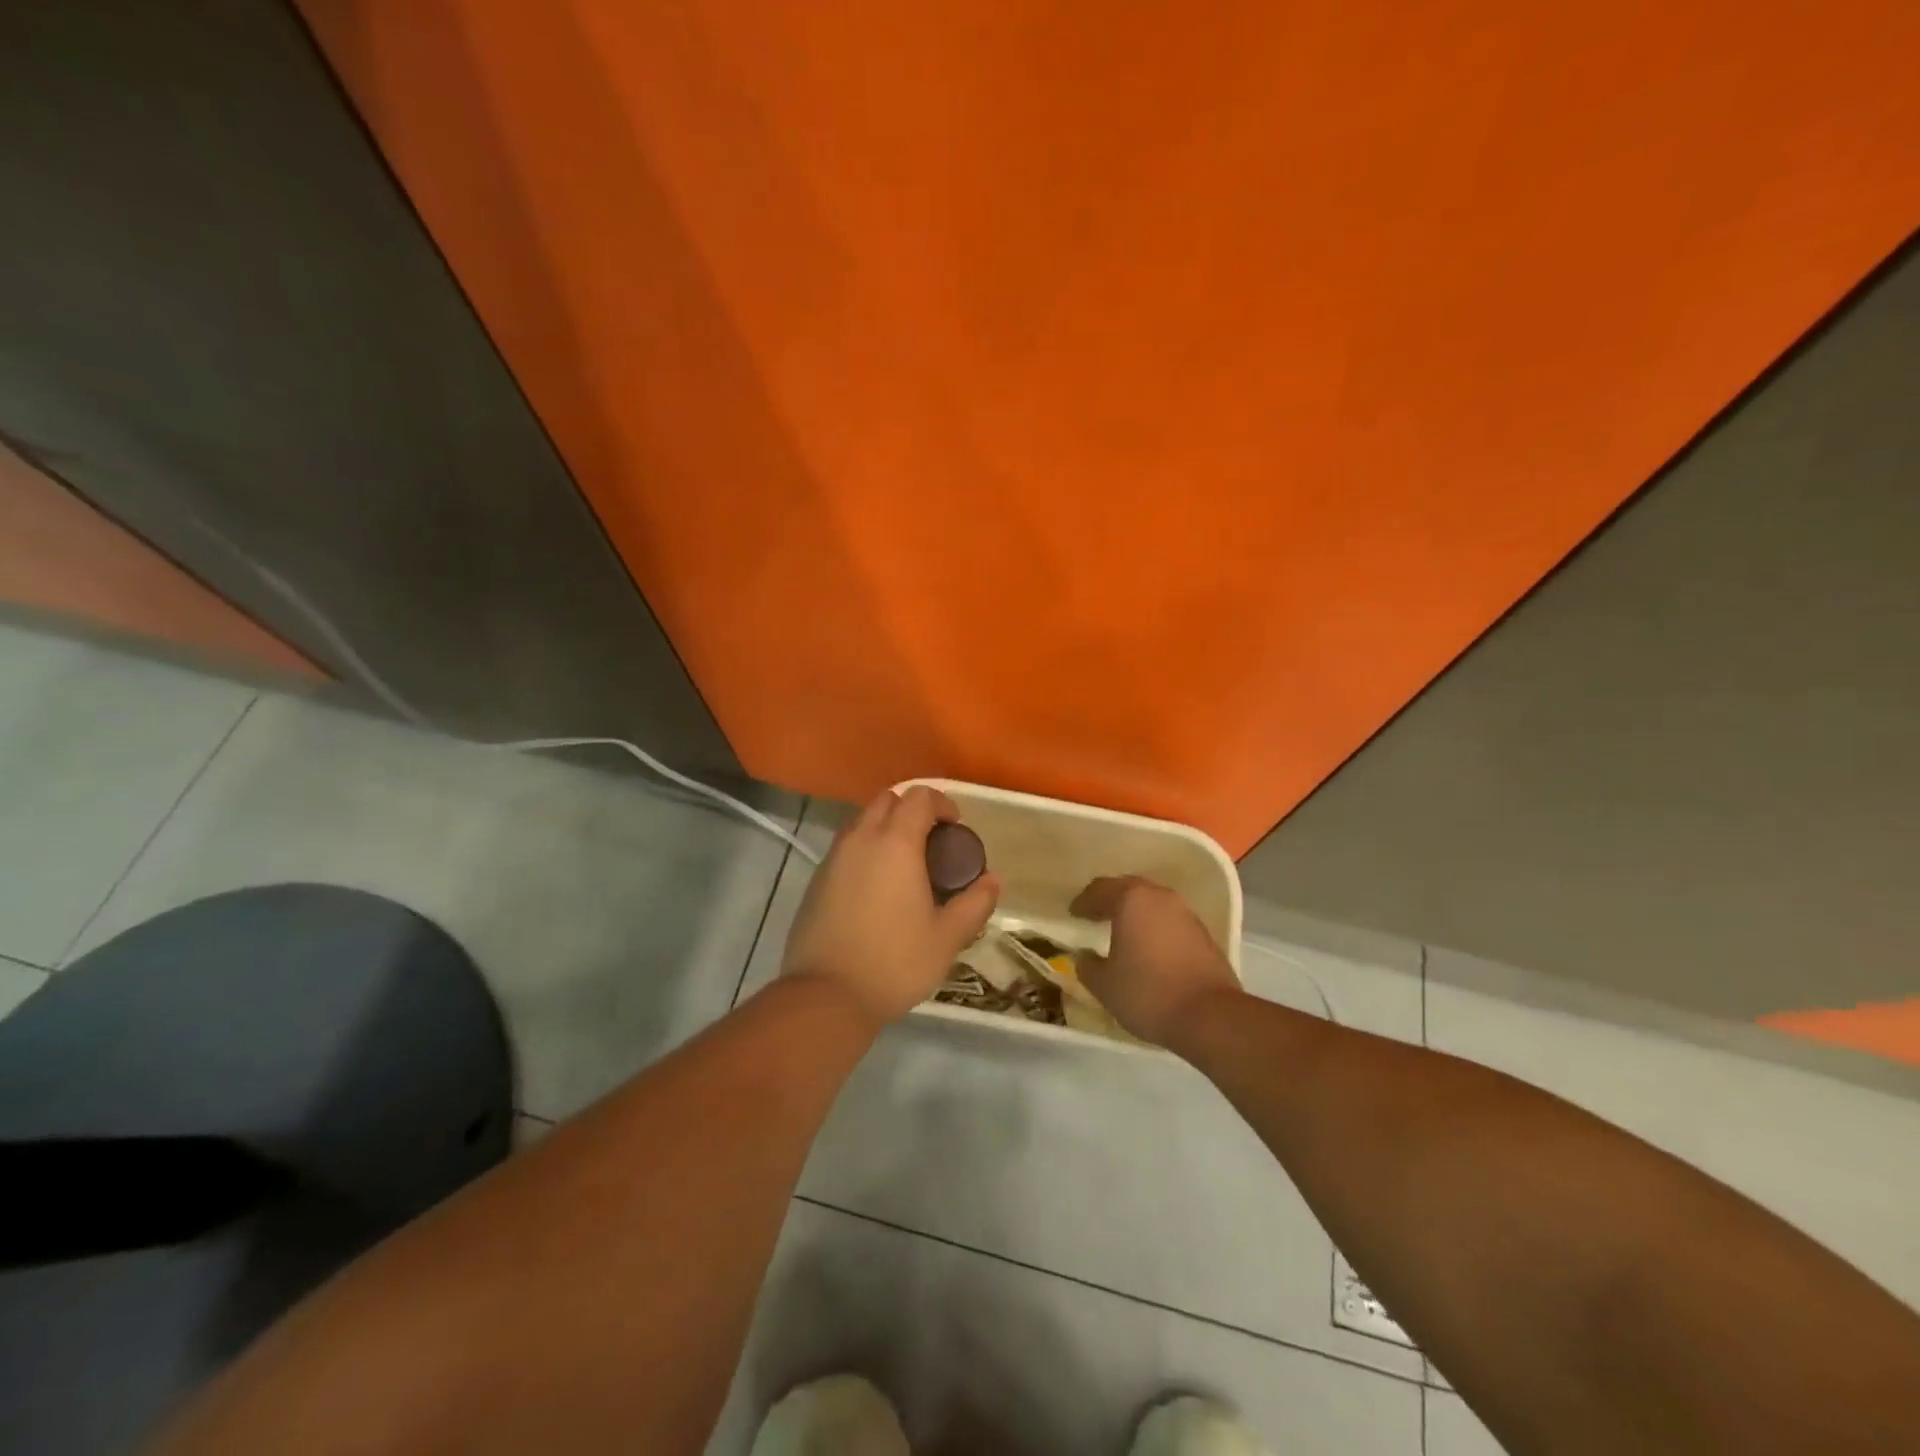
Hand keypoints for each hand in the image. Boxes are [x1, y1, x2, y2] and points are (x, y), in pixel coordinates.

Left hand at [781, 786, 1000, 1028]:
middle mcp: (861, 839)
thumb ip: (975, 903)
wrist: (826, 996)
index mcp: (895, 843)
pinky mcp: (817, 879)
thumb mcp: (947, 937)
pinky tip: (878, 888)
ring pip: (862, 821)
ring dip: (886, 828)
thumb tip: (993, 880)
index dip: (942, 804)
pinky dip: (866, 850)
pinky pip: (846, 847)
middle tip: (933, 842)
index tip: (956, 828)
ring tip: (906, 865)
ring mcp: (834, 858)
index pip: (919, 797)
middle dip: (912, 810)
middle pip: (887, 800)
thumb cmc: (895, 962)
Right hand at [1069, 876, 1240, 1046]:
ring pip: (1152, 903)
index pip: (1100, 890)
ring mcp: (1186, 913)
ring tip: (1121, 931)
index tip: (1072, 914)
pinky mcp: (1204, 934)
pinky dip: (1155, 927)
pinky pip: (1170, 921)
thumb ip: (1087, 966)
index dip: (1083, 902)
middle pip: (1129, 889)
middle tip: (1094, 915)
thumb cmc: (1148, 993)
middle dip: (1110, 900)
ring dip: (1135, 913)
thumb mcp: (1104, 985)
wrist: (1211, 1016)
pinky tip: (1148, 947)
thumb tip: (1083, 957)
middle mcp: (1160, 897)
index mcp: (1132, 899)